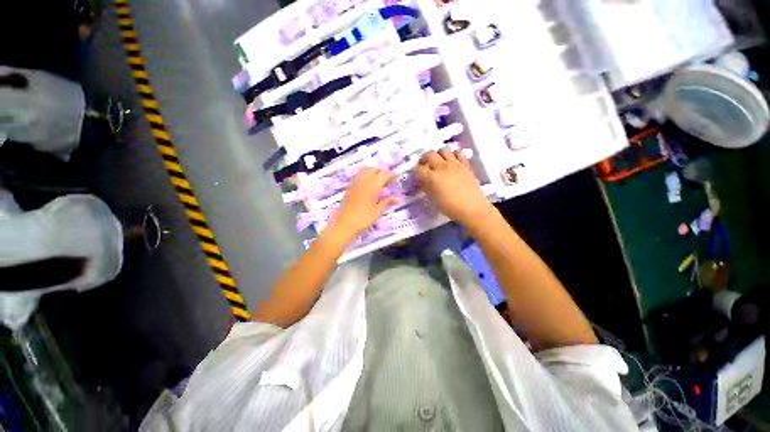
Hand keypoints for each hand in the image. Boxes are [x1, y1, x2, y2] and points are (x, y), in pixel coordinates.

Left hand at [327, 167, 399, 241]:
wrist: (343, 224)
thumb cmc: (363, 218)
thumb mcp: (378, 211)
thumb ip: (388, 201)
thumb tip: (400, 198)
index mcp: (372, 185)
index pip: (384, 174)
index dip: (391, 174)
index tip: (398, 175)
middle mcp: (363, 181)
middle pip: (373, 169)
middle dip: (382, 172)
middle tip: (389, 179)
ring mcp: (354, 183)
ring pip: (365, 170)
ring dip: (373, 172)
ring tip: (379, 180)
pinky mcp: (349, 187)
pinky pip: (359, 175)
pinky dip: (365, 175)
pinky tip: (369, 184)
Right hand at [414, 149, 494, 229]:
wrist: (471, 208)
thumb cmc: (449, 207)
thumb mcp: (433, 199)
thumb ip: (426, 187)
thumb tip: (422, 182)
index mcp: (432, 177)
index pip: (418, 169)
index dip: (414, 172)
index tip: (415, 176)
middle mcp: (442, 167)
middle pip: (429, 155)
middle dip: (423, 159)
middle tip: (424, 165)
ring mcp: (455, 164)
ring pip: (443, 150)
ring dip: (438, 154)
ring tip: (438, 162)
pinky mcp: (465, 164)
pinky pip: (458, 153)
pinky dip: (453, 155)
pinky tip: (452, 161)